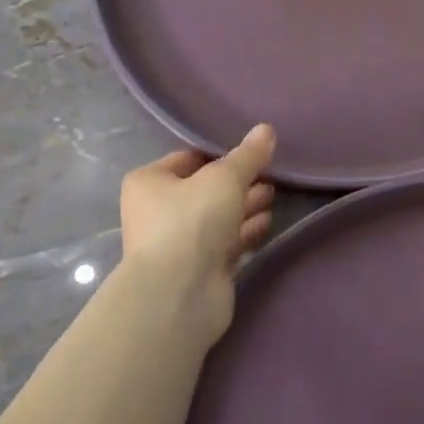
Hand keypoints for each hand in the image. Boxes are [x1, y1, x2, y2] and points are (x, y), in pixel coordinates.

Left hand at [118, 125, 276, 345]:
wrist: (179, 294)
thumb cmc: (191, 222)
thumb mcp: (225, 178)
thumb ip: (248, 155)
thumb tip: (266, 129)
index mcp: (149, 183)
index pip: (189, 158)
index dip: (221, 155)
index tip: (253, 153)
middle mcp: (157, 212)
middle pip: (205, 190)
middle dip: (239, 183)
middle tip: (270, 176)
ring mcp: (178, 244)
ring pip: (218, 217)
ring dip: (245, 207)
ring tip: (274, 197)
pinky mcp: (198, 270)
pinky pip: (226, 243)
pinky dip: (245, 233)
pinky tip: (268, 224)